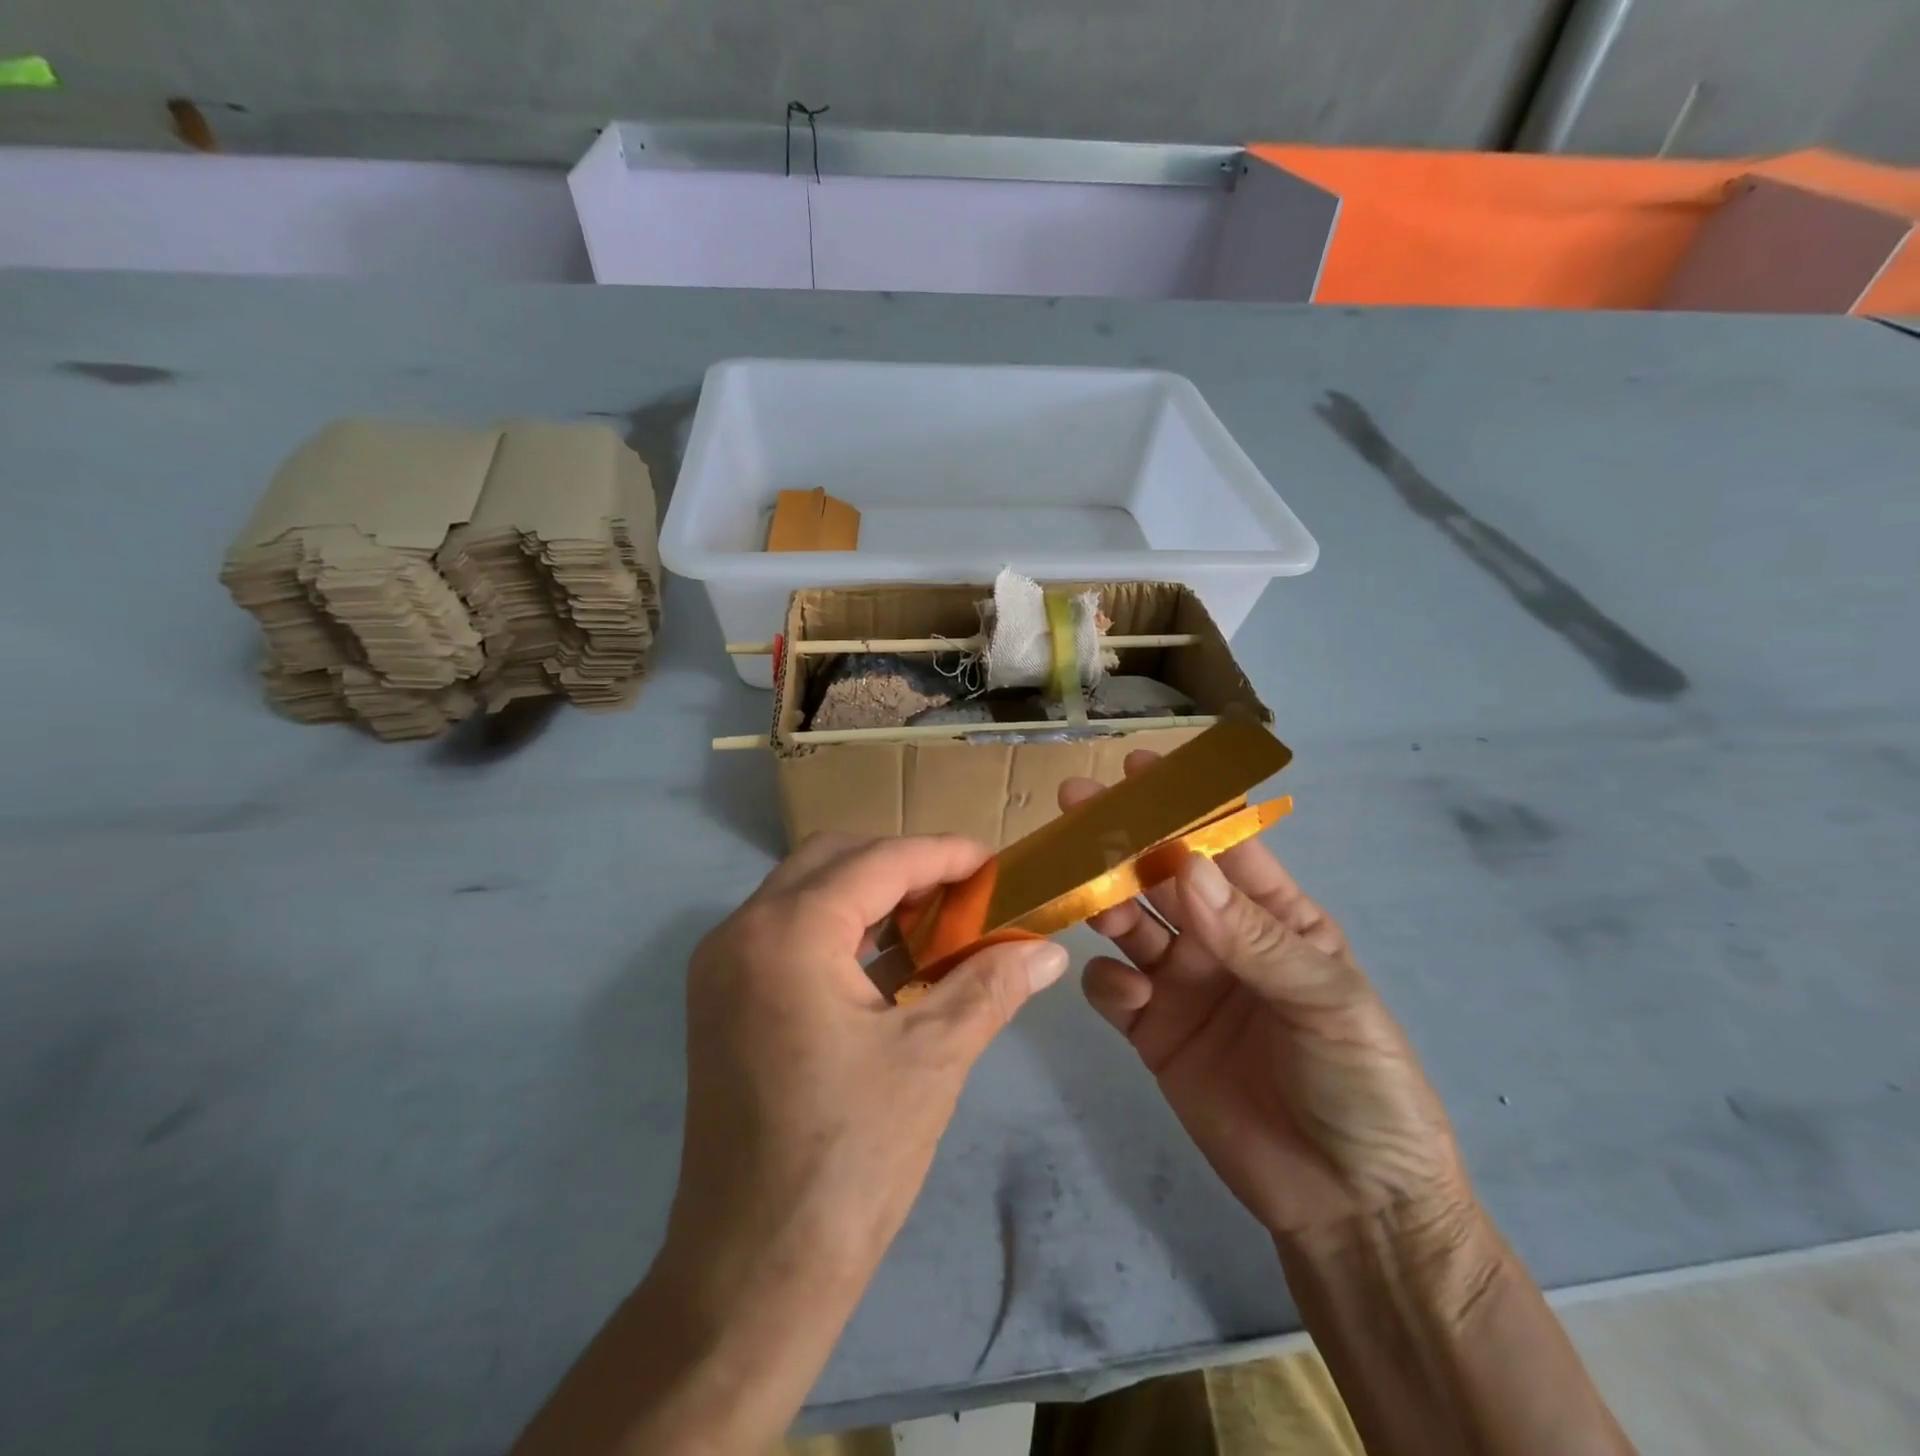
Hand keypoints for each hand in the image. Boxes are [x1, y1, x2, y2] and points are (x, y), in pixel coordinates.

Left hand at [666, 831, 1068, 1302]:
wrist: (754, 1271)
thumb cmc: (850, 1157)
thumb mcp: (933, 1057)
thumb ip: (991, 985)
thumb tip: (1050, 953)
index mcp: (788, 933)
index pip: (878, 860)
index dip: (942, 854)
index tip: (994, 862)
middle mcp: (741, 932)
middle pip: (832, 860)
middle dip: (902, 864)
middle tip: (963, 892)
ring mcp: (723, 967)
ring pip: (806, 893)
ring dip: (871, 894)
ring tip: (936, 920)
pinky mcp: (723, 1001)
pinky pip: (788, 933)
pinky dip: (841, 930)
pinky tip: (891, 962)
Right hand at [1060, 755, 1469, 1255]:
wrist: (1352, 1206)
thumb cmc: (1363, 1085)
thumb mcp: (1327, 1002)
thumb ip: (1253, 937)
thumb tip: (1185, 867)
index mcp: (1275, 917)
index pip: (1222, 844)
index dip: (1183, 803)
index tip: (1140, 768)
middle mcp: (1221, 939)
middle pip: (1160, 876)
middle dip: (1121, 839)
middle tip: (1076, 805)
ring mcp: (1184, 985)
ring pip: (1128, 924)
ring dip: (1104, 902)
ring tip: (1087, 897)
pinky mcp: (1154, 1032)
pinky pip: (1113, 990)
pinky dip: (1107, 983)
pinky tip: (1126, 997)